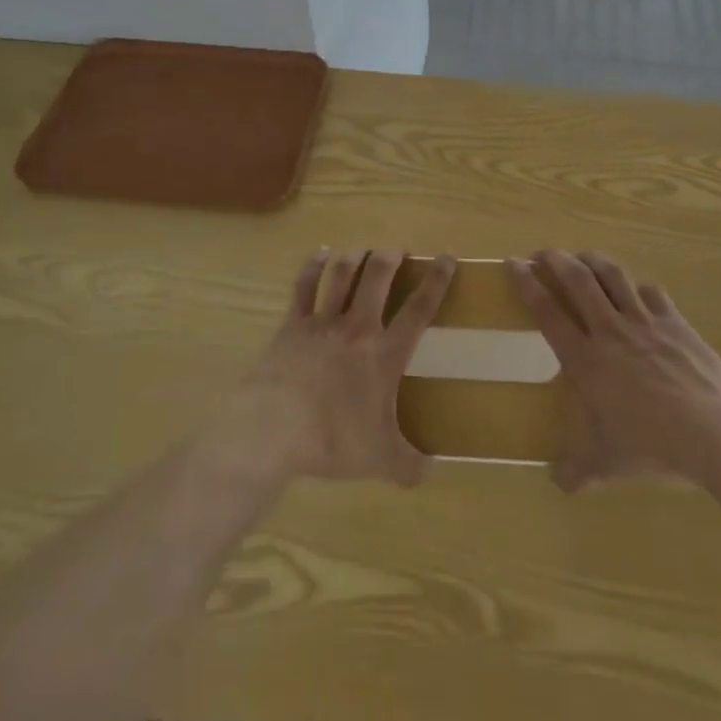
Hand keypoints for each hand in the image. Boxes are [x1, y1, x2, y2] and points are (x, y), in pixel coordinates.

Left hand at [221, 249, 454, 487]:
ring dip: (355, 257)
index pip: (419, 309)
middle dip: (390, 257)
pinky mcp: (292, 324)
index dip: (437, 281)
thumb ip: (410, 465)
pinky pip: (305, 285)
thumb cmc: (332, 440)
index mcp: (385, 354)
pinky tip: (321, 255)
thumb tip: (433, 470)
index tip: (447, 257)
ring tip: (363, 250)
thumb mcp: (380, 461)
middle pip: (377, 276)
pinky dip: (314, 266)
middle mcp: (357, 327)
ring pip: (342, 274)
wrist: (274, 429)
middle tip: (396, 251)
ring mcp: (322, 321)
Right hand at [507, 250, 720, 491]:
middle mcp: (611, 331)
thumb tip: (557, 482)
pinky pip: (652, 292)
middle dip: (556, 259)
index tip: (513, 263)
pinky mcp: (676, 322)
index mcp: (587, 360)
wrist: (717, 434)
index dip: (527, 284)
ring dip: (593, 260)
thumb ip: (579, 470)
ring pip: (613, 276)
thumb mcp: (610, 465)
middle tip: (543, 254)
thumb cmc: (655, 447)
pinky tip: (638, 292)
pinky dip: (639, 287)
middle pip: (578, 280)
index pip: (548, 312)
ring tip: (583, 257)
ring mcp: (645, 322)